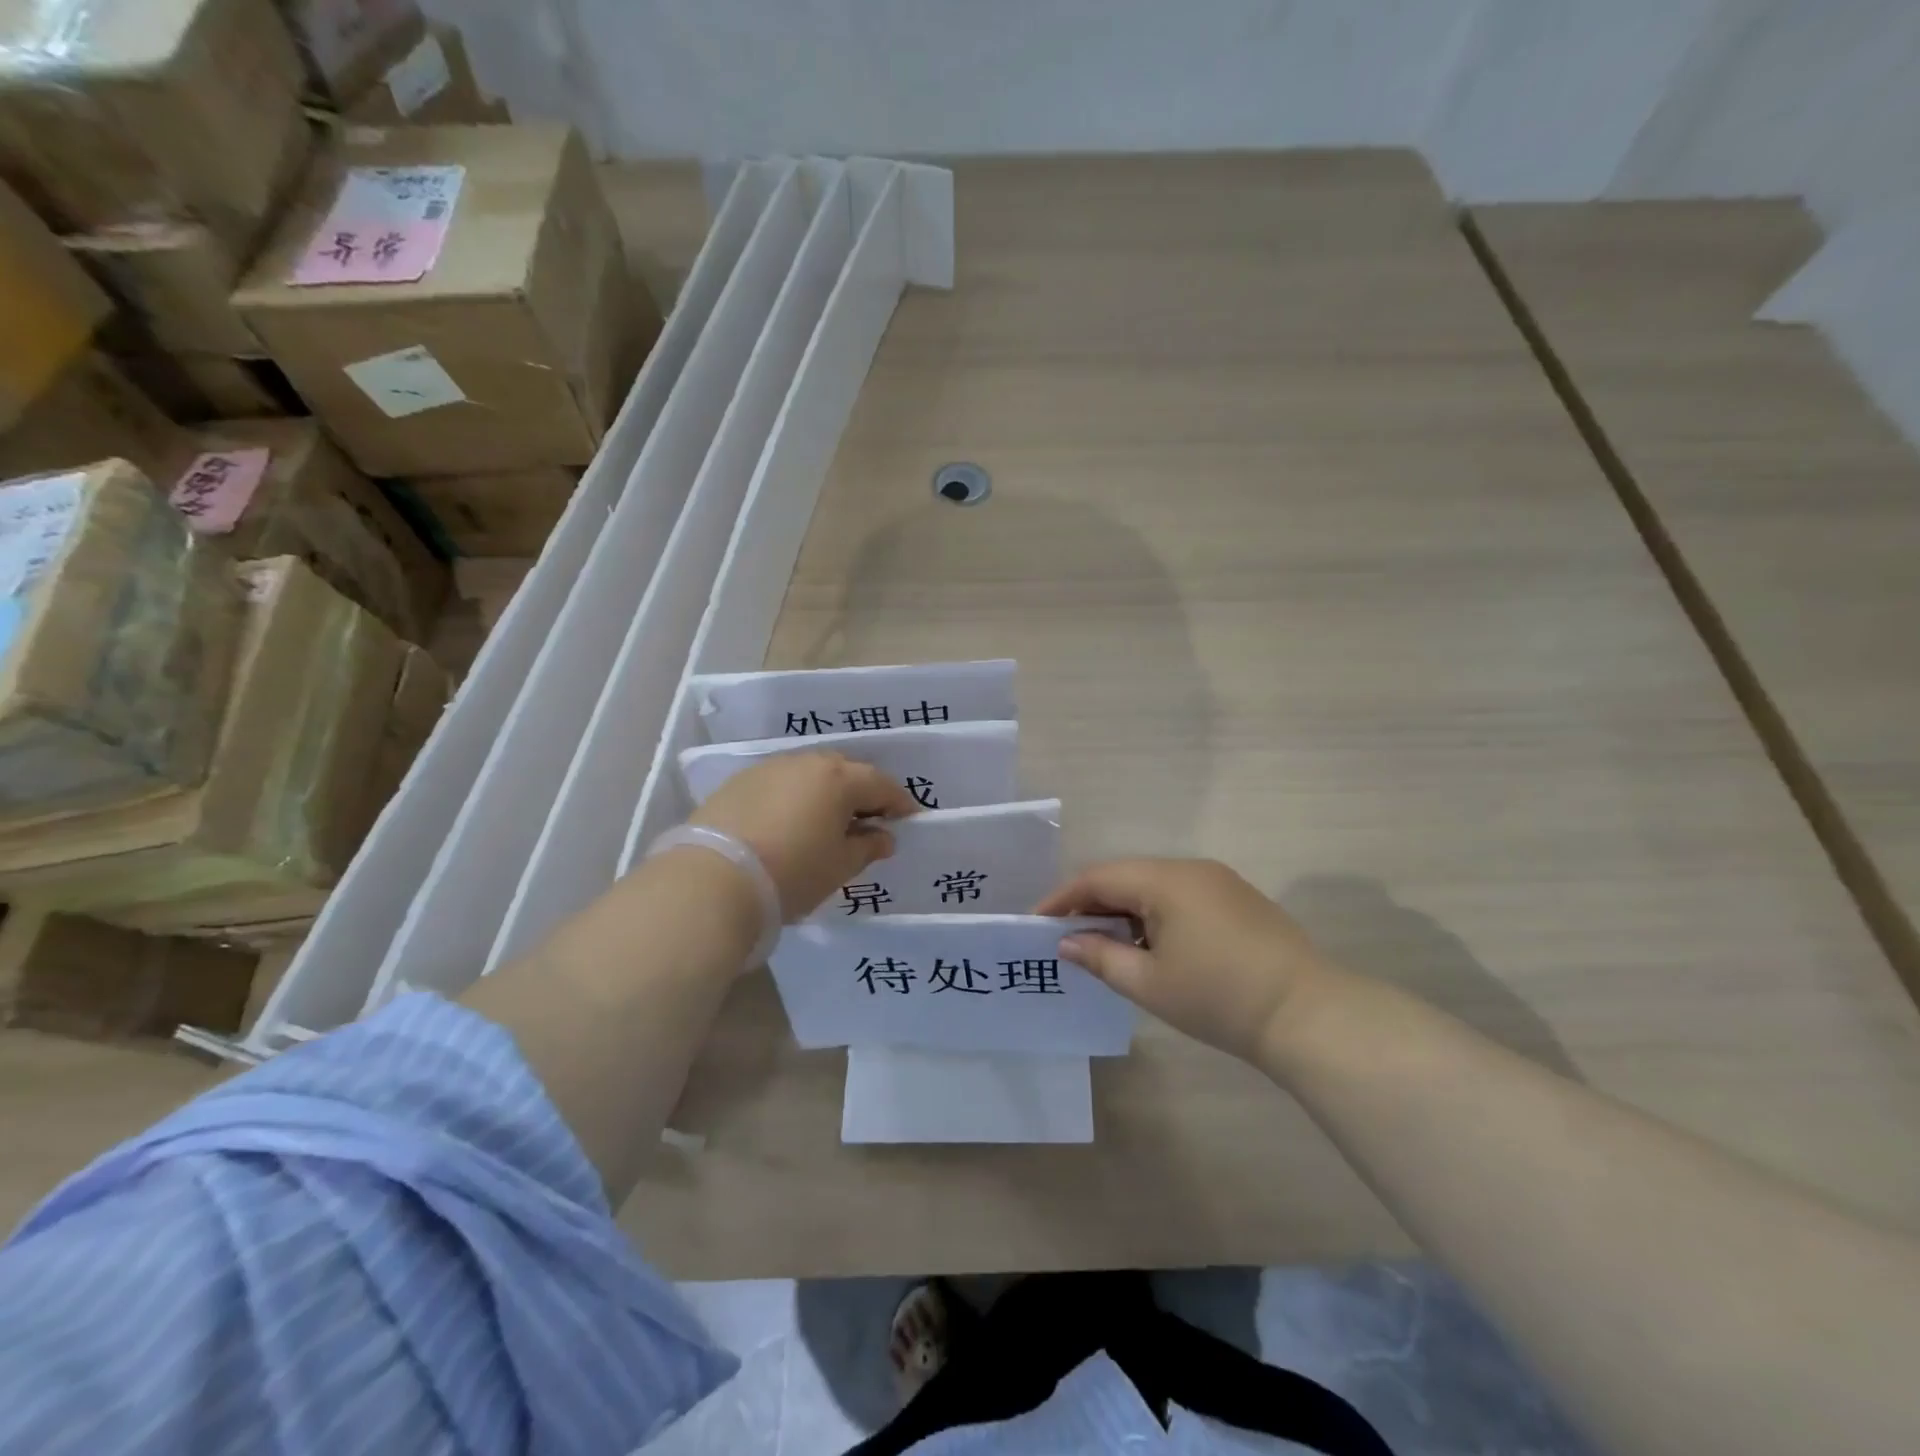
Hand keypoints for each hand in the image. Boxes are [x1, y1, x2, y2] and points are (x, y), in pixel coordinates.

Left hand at [691, 752, 918, 919]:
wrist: (713, 879)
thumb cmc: (792, 872)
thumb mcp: (840, 866)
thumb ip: (867, 847)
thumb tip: (883, 837)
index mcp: (839, 779)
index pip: (882, 785)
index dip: (899, 803)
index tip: (908, 820)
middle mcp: (806, 763)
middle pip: (846, 771)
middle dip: (862, 793)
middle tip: (868, 821)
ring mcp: (770, 768)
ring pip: (810, 774)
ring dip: (825, 793)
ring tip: (827, 822)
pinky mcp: (739, 782)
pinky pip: (781, 783)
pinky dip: (794, 797)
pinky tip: (790, 822)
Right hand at [1036, 858, 1339, 1064]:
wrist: (1308, 1015)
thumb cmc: (1218, 997)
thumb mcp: (1149, 983)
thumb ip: (1101, 957)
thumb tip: (1067, 942)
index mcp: (1165, 879)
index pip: (1098, 877)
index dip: (1062, 899)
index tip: (1036, 923)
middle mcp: (1191, 869)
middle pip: (1125, 877)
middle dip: (1091, 904)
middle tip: (1066, 938)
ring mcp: (1219, 882)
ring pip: (1153, 886)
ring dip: (1123, 911)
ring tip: (1103, 946)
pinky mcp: (1238, 901)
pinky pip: (1180, 897)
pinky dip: (1153, 916)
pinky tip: (1149, 947)